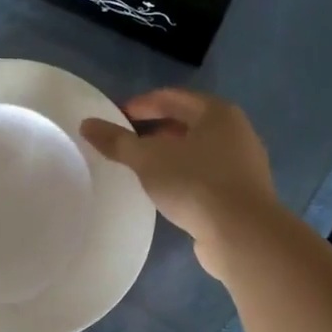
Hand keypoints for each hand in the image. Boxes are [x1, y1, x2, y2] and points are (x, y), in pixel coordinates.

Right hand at [80, 89, 276, 280]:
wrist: (242, 235)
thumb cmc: (195, 184)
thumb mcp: (148, 159)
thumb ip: (117, 141)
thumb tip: (87, 124)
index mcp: (217, 113)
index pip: (172, 97)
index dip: (141, 104)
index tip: (115, 117)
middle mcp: (236, 132)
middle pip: (188, 122)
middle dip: (155, 130)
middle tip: (126, 142)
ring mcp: (243, 164)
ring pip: (198, 150)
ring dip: (170, 154)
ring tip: (142, 167)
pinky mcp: (242, 193)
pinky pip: (207, 175)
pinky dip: (184, 176)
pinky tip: (166, 191)